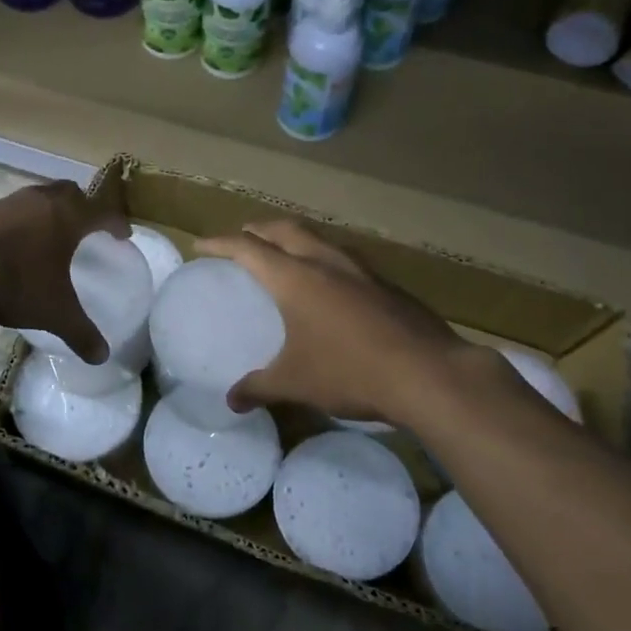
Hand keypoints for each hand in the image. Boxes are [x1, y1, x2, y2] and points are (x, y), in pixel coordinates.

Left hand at [0, 182, 130, 362]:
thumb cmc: (19, 283)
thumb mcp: (55, 312)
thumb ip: (80, 332)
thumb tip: (102, 356)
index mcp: (68, 217)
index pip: (102, 212)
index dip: (116, 223)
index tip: (123, 234)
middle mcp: (40, 201)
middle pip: (69, 192)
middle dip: (81, 206)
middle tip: (84, 225)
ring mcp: (6, 203)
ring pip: (35, 198)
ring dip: (45, 212)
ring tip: (46, 236)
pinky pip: (7, 212)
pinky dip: (16, 224)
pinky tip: (9, 246)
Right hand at [194, 220, 474, 423]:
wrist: (430, 374)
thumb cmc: (351, 372)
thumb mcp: (296, 383)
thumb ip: (259, 388)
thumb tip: (231, 401)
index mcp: (295, 278)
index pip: (248, 248)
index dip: (220, 243)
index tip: (200, 245)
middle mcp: (325, 262)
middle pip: (283, 229)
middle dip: (256, 230)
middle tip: (240, 240)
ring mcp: (360, 269)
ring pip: (317, 238)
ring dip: (293, 238)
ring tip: (282, 254)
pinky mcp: (386, 283)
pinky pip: (343, 257)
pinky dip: (323, 257)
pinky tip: (329, 283)